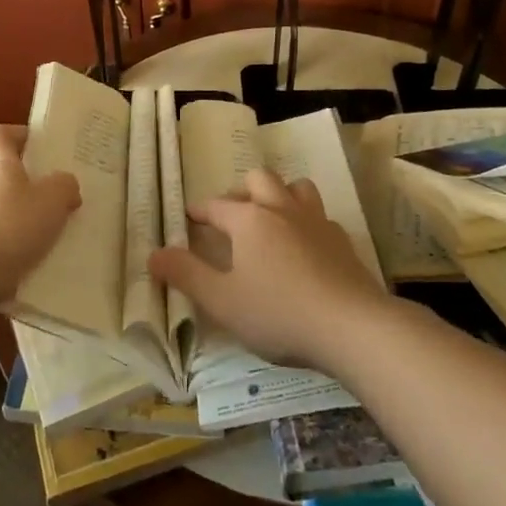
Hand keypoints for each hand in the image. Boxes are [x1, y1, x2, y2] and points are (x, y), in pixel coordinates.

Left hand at [0, 126, 79, 303]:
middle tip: (60, 207)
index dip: (17, 134)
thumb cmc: (7, 227)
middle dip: (31, 193)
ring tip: (52, 249)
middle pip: (3, 181)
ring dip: (22, 232)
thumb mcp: (51, 200)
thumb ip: (64, 187)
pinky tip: (30, 278)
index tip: (39, 146)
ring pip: (0, 220)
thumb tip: (65, 185)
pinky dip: (11, 263)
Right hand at [148, 168, 392, 370]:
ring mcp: (315, 221)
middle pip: (258, 180)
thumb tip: (153, 254)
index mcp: (249, 220)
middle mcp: (281, 209)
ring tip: (271, 217)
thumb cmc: (278, 313)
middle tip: (232, 214)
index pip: (216, 205)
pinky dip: (306, 221)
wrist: (352, 326)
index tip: (189, 217)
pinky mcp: (341, 239)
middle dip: (241, 191)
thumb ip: (186, 275)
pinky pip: (319, 216)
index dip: (199, 211)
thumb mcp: (222, 301)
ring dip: (279, 194)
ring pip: (295, 187)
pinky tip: (305, 245)